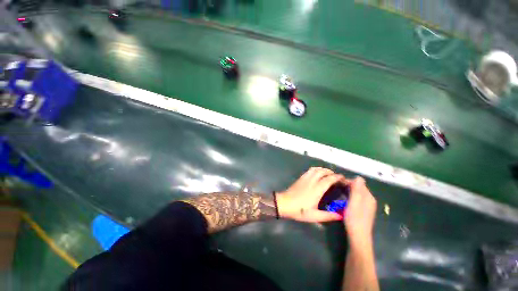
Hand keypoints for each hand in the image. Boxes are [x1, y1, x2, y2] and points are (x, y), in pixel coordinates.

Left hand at [276, 167, 347, 222]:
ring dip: (323, 169)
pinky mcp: (300, 178)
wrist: (284, 203)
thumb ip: (328, 216)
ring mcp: (305, 178)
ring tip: (328, 174)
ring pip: (316, 169)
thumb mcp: (314, 216)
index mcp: (316, 190)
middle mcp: (311, 181)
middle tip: (337, 177)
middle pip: (322, 171)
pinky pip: (309, 170)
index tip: (343, 179)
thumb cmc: (299, 210)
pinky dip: (316, 169)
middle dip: (331, 172)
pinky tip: (317, 173)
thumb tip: (340, 215)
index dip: (337, 177)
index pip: (329, 179)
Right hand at [343, 177, 376, 244]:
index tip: (337, 182)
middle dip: (348, 185)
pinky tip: (344, 199)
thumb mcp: (354, 203)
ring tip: (338, 192)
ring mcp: (367, 205)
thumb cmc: (354, 219)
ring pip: (357, 193)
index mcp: (368, 197)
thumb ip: (357, 190)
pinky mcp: (363, 210)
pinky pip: (357, 198)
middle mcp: (370, 200)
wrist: (358, 237)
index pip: (359, 183)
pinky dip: (350, 196)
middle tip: (336, 187)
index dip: (348, 181)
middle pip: (358, 188)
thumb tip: (358, 177)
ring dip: (349, 191)